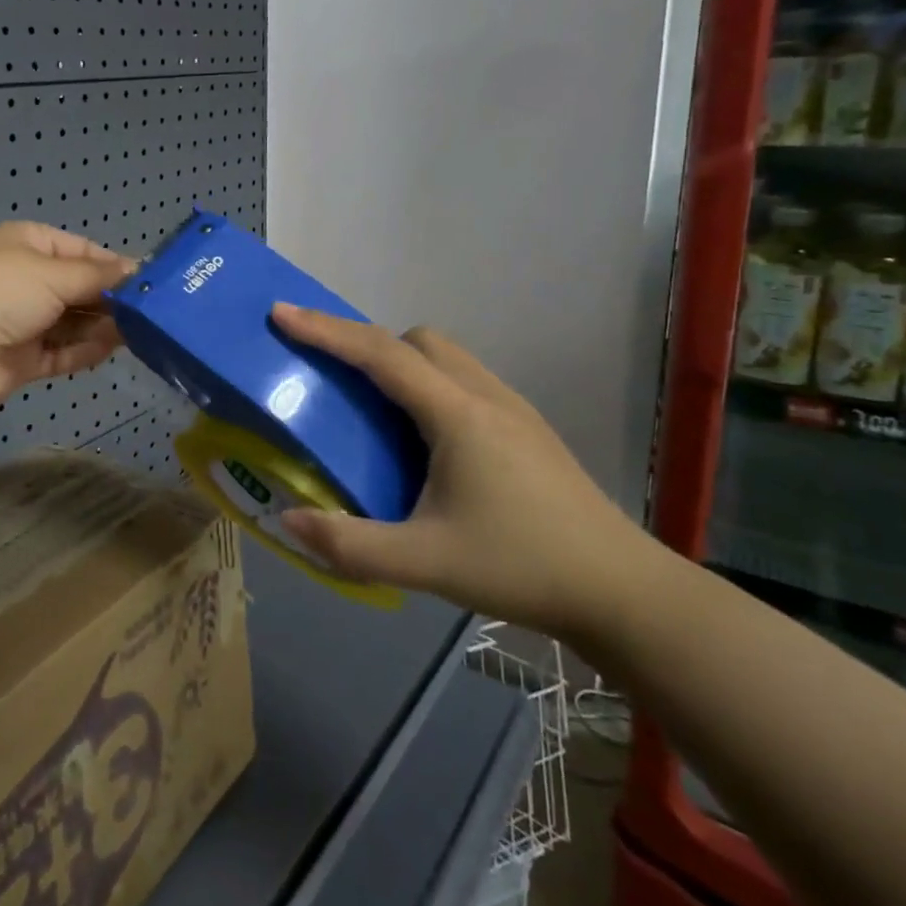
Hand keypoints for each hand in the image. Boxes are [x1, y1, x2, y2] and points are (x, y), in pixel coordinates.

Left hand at [0, 223, 134, 407]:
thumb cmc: (1, 289)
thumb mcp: (55, 272)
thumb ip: (99, 276)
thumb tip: (137, 270)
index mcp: (28, 245)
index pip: (81, 251)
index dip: (113, 266)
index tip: (148, 282)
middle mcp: (26, 280)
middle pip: (79, 289)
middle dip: (111, 300)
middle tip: (150, 312)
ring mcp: (23, 321)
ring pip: (73, 323)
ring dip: (102, 326)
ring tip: (140, 331)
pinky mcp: (23, 359)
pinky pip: (62, 352)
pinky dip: (85, 351)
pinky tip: (113, 349)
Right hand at [271, 305, 657, 639]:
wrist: (624, 592)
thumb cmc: (522, 567)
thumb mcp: (425, 563)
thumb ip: (350, 544)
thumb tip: (287, 520)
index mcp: (457, 414)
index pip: (380, 354)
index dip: (325, 330)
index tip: (281, 313)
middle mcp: (484, 396)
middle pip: (415, 341)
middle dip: (366, 344)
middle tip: (333, 378)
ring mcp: (513, 409)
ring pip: (445, 357)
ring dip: (400, 364)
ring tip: (375, 410)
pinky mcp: (528, 428)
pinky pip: (463, 380)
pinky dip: (428, 386)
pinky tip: (425, 440)